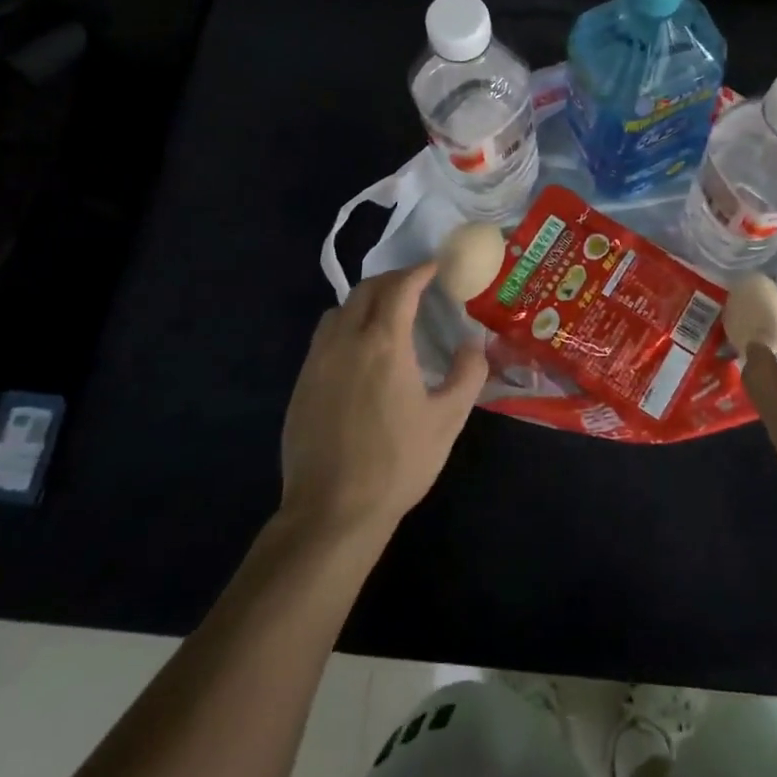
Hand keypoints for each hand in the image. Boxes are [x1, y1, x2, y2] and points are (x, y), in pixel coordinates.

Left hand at [279, 262, 486, 540]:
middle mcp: (345, 340)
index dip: (420, 271)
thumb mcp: (447, 419)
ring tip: (387, 315)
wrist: (332, 510)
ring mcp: (317, 361)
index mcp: (383, 343)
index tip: (436, 266)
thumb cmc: (397, 462)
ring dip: (365, 301)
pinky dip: (346, 326)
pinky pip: (324, 337)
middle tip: (416, 286)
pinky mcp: (301, 383)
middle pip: (365, 290)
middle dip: (392, 280)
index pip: (401, 288)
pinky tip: (360, 353)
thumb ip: (467, 374)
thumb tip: (474, 346)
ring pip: (339, 310)